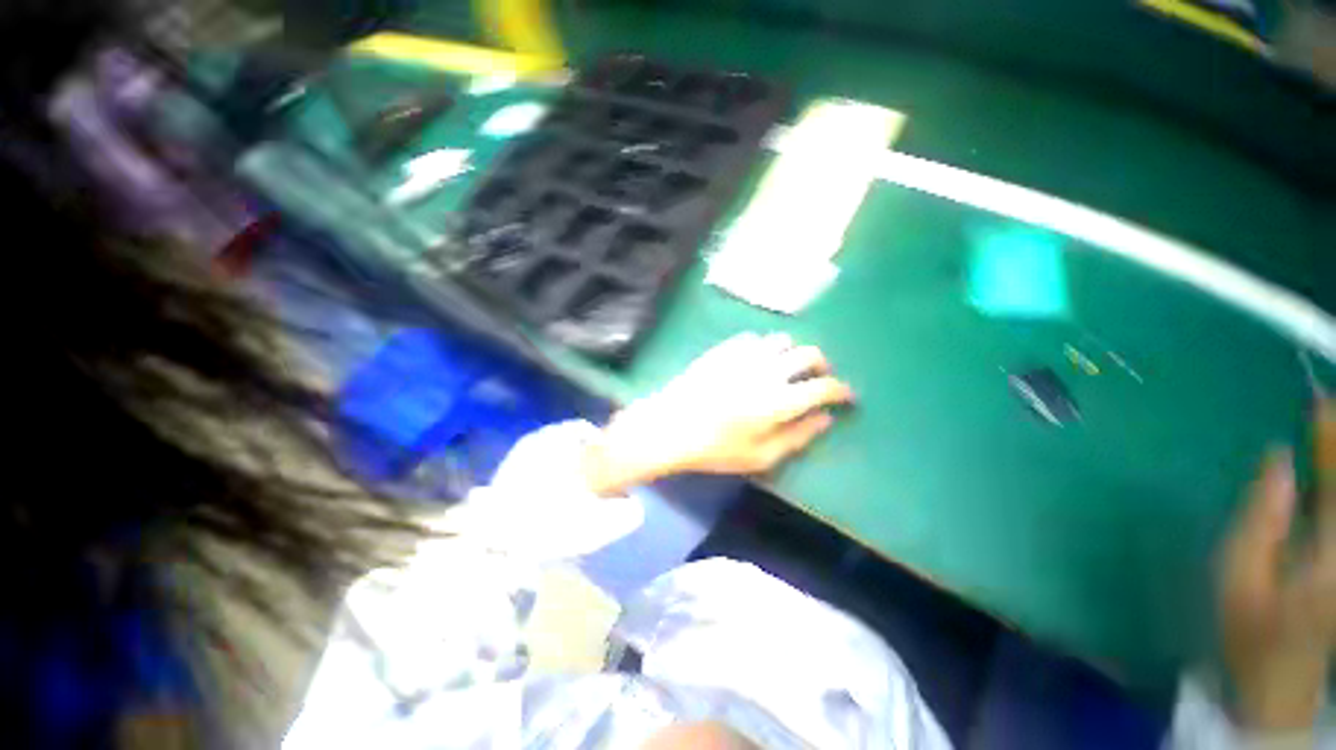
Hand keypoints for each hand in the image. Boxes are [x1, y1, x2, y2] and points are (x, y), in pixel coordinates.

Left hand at [583, 333, 854, 495]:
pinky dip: (764, 348)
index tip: (846, 396)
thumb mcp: (761, 456)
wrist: (670, 426)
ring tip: (785, 369)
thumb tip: (826, 418)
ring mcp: (744, 355)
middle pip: (808, 353)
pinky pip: (754, 338)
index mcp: (779, 400)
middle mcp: (767, 370)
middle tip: (816, 380)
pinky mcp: (724, 349)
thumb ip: (798, 436)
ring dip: (791, 353)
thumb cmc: (715, 448)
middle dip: (821, 366)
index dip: (842, 390)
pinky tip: (755, 361)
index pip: (824, 386)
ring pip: (782, 340)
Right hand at [1220, 400, 1335, 730]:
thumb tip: (1278, 460)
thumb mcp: (1237, 579)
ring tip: (1327, 431)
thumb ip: (1259, 519)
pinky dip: (1333, 485)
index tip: (1321, 403)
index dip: (1332, 440)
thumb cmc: (1248, 631)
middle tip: (1327, 409)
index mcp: (1330, 554)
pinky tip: (1326, 473)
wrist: (1278, 683)